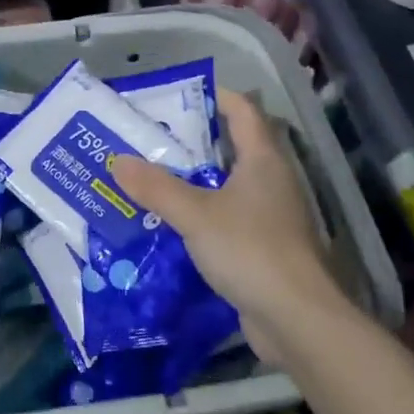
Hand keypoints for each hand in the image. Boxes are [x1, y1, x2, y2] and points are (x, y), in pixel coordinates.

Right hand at [110, 89, 340, 360]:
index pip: (243, 111)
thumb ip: (156, 187)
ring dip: (195, 180)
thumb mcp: (195, 215)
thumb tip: (118, 160)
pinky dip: (203, 214)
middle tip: (151, 138)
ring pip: (229, 186)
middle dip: (194, 141)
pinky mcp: (264, 247)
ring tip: (153, 177)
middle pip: (234, 147)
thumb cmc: (250, 250)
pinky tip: (172, 223)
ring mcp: (271, 216)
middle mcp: (272, 181)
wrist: (295, 318)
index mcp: (263, 160)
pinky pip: (228, 218)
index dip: (216, 96)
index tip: (178, 95)